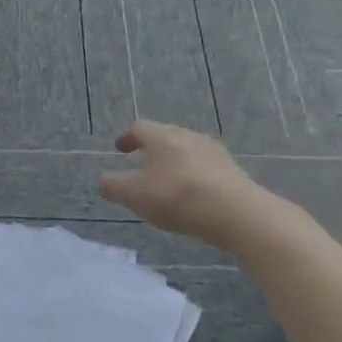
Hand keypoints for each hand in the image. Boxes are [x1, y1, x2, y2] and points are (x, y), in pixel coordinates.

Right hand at [98, 121, 276, 246]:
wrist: (238, 213)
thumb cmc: (178, 198)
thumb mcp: (134, 196)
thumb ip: (113, 186)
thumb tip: (104, 180)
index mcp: (162, 136)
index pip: (139, 128)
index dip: (127, 137)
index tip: (120, 149)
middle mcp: (188, 136)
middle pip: (165, 135)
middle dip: (151, 147)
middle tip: (142, 162)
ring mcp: (214, 151)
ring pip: (187, 150)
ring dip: (174, 161)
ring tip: (168, 180)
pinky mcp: (232, 170)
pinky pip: (205, 166)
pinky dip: (193, 174)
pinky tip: (193, 193)